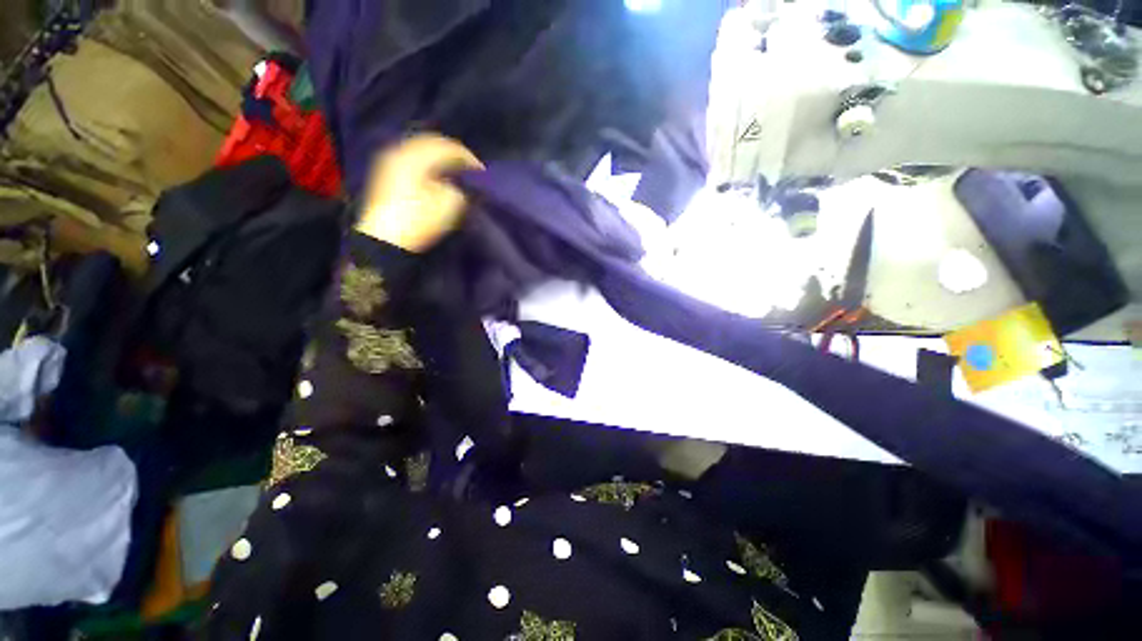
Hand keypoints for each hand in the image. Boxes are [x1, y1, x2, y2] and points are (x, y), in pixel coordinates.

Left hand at [355, 134, 483, 252]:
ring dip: (439, 156)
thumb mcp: (450, 205)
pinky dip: (427, 162)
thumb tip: (458, 183)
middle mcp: (401, 151)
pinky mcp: (386, 173)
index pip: (447, 147)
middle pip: (431, 143)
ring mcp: (390, 161)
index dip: (467, 157)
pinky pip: (411, 157)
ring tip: (454, 169)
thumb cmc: (419, 221)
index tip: (481, 170)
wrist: (386, 239)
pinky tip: (435, 173)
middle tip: (469, 166)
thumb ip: (459, 188)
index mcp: (416, 156)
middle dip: (452, 153)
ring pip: (419, 149)